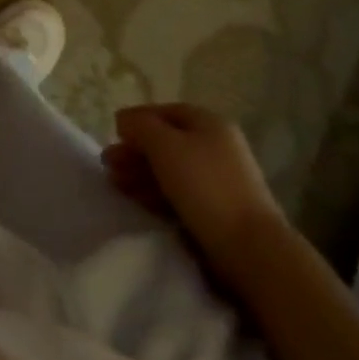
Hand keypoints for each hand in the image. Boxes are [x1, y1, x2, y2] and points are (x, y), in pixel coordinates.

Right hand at [102, 103, 286, 285]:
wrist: (249, 247)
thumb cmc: (204, 185)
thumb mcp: (164, 145)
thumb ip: (139, 125)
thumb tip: (125, 120)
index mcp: (208, 123)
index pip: (164, 112)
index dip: (137, 119)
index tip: (113, 134)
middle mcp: (216, 146)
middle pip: (165, 142)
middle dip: (134, 151)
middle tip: (108, 164)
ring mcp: (218, 180)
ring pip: (170, 169)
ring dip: (140, 173)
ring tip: (116, 184)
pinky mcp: (216, 210)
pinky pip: (179, 194)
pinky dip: (156, 193)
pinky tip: (139, 201)